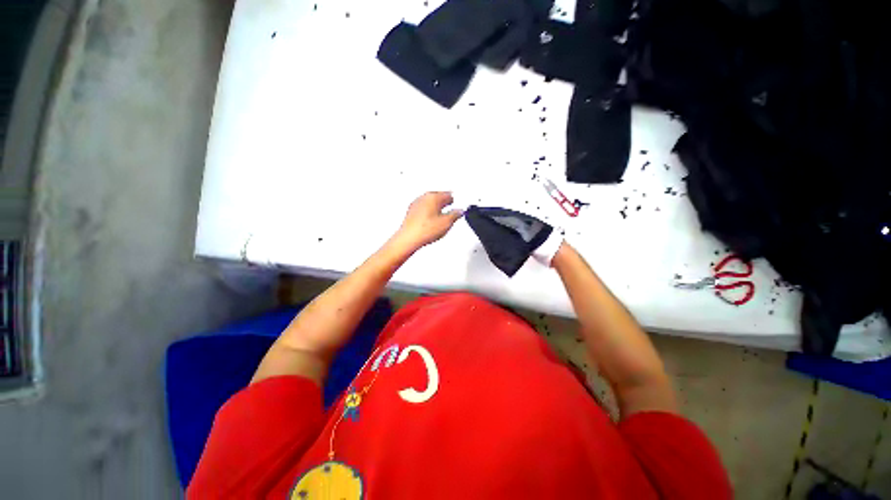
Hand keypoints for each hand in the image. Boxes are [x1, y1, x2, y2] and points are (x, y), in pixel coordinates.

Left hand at [390, 192, 462, 253]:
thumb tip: (459, 211)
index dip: (453, 199)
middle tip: (449, 203)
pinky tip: (430, 219)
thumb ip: (455, 214)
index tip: (455, 201)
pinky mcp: (411, 212)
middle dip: (444, 201)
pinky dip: (428, 211)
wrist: (409, 238)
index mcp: (434, 197)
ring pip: (429, 202)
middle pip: (437, 196)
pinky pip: (422, 208)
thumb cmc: (425, 229)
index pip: (448, 194)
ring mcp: (416, 204)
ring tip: (441, 214)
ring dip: (435, 206)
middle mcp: (424, 198)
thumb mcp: (447, 223)